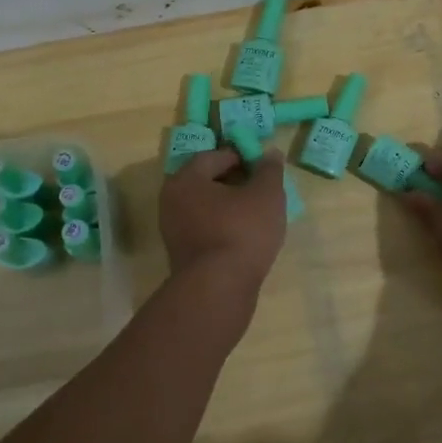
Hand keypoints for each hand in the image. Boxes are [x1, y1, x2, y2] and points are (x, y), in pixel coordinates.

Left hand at [159, 147, 287, 289]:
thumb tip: (270, 153)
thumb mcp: (266, 195)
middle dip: (234, 182)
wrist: (219, 289)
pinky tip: (244, 237)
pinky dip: (222, 228)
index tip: (262, 167)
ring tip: (257, 214)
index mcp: (186, 179)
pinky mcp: (181, 254)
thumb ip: (269, 170)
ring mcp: (173, 230)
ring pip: (205, 208)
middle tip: (261, 189)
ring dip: (229, 207)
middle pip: (206, 182)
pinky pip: (204, 230)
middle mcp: (171, 201)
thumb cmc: (242, 231)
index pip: (213, 157)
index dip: (240, 157)